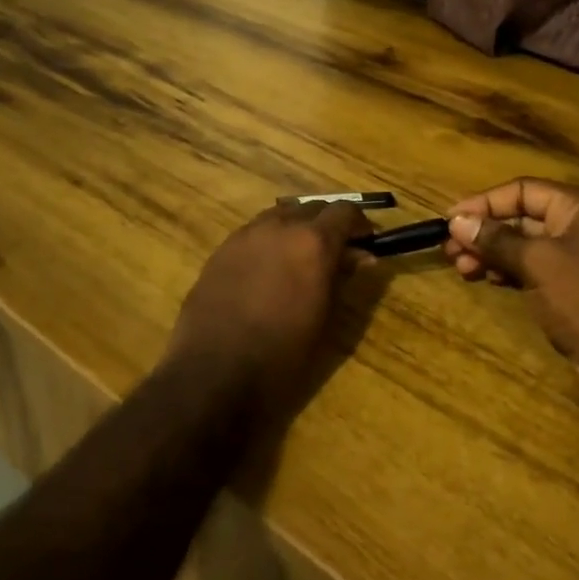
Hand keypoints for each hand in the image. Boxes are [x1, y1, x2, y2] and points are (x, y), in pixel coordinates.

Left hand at [169, 201, 371, 420]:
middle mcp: (280, 226)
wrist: (213, 372)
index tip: (364, 243)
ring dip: (296, 227)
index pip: (344, 211)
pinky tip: (267, 269)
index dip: (358, 224)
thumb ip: (342, 278)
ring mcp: (246, 234)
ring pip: (280, 214)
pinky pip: (254, 232)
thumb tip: (361, 256)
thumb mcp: (324, 318)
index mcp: (313, 242)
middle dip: (328, 224)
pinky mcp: (221, 249)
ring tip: (299, 258)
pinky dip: (269, 240)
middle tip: (335, 253)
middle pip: (312, 207)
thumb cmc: (281, 354)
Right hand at [444, 178, 578, 401]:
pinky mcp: (573, 287)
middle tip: (449, 250)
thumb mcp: (537, 263)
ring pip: (524, 245)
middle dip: (484, 232)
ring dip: (491, 253)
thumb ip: (496, 239)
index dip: (484, 202)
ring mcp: (578, 258)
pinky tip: (485, 279)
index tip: (450, 220)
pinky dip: (508, 271)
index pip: (522, 191)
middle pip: (522, 217)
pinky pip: (533, 268)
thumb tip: (457, 222)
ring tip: (460, 268)